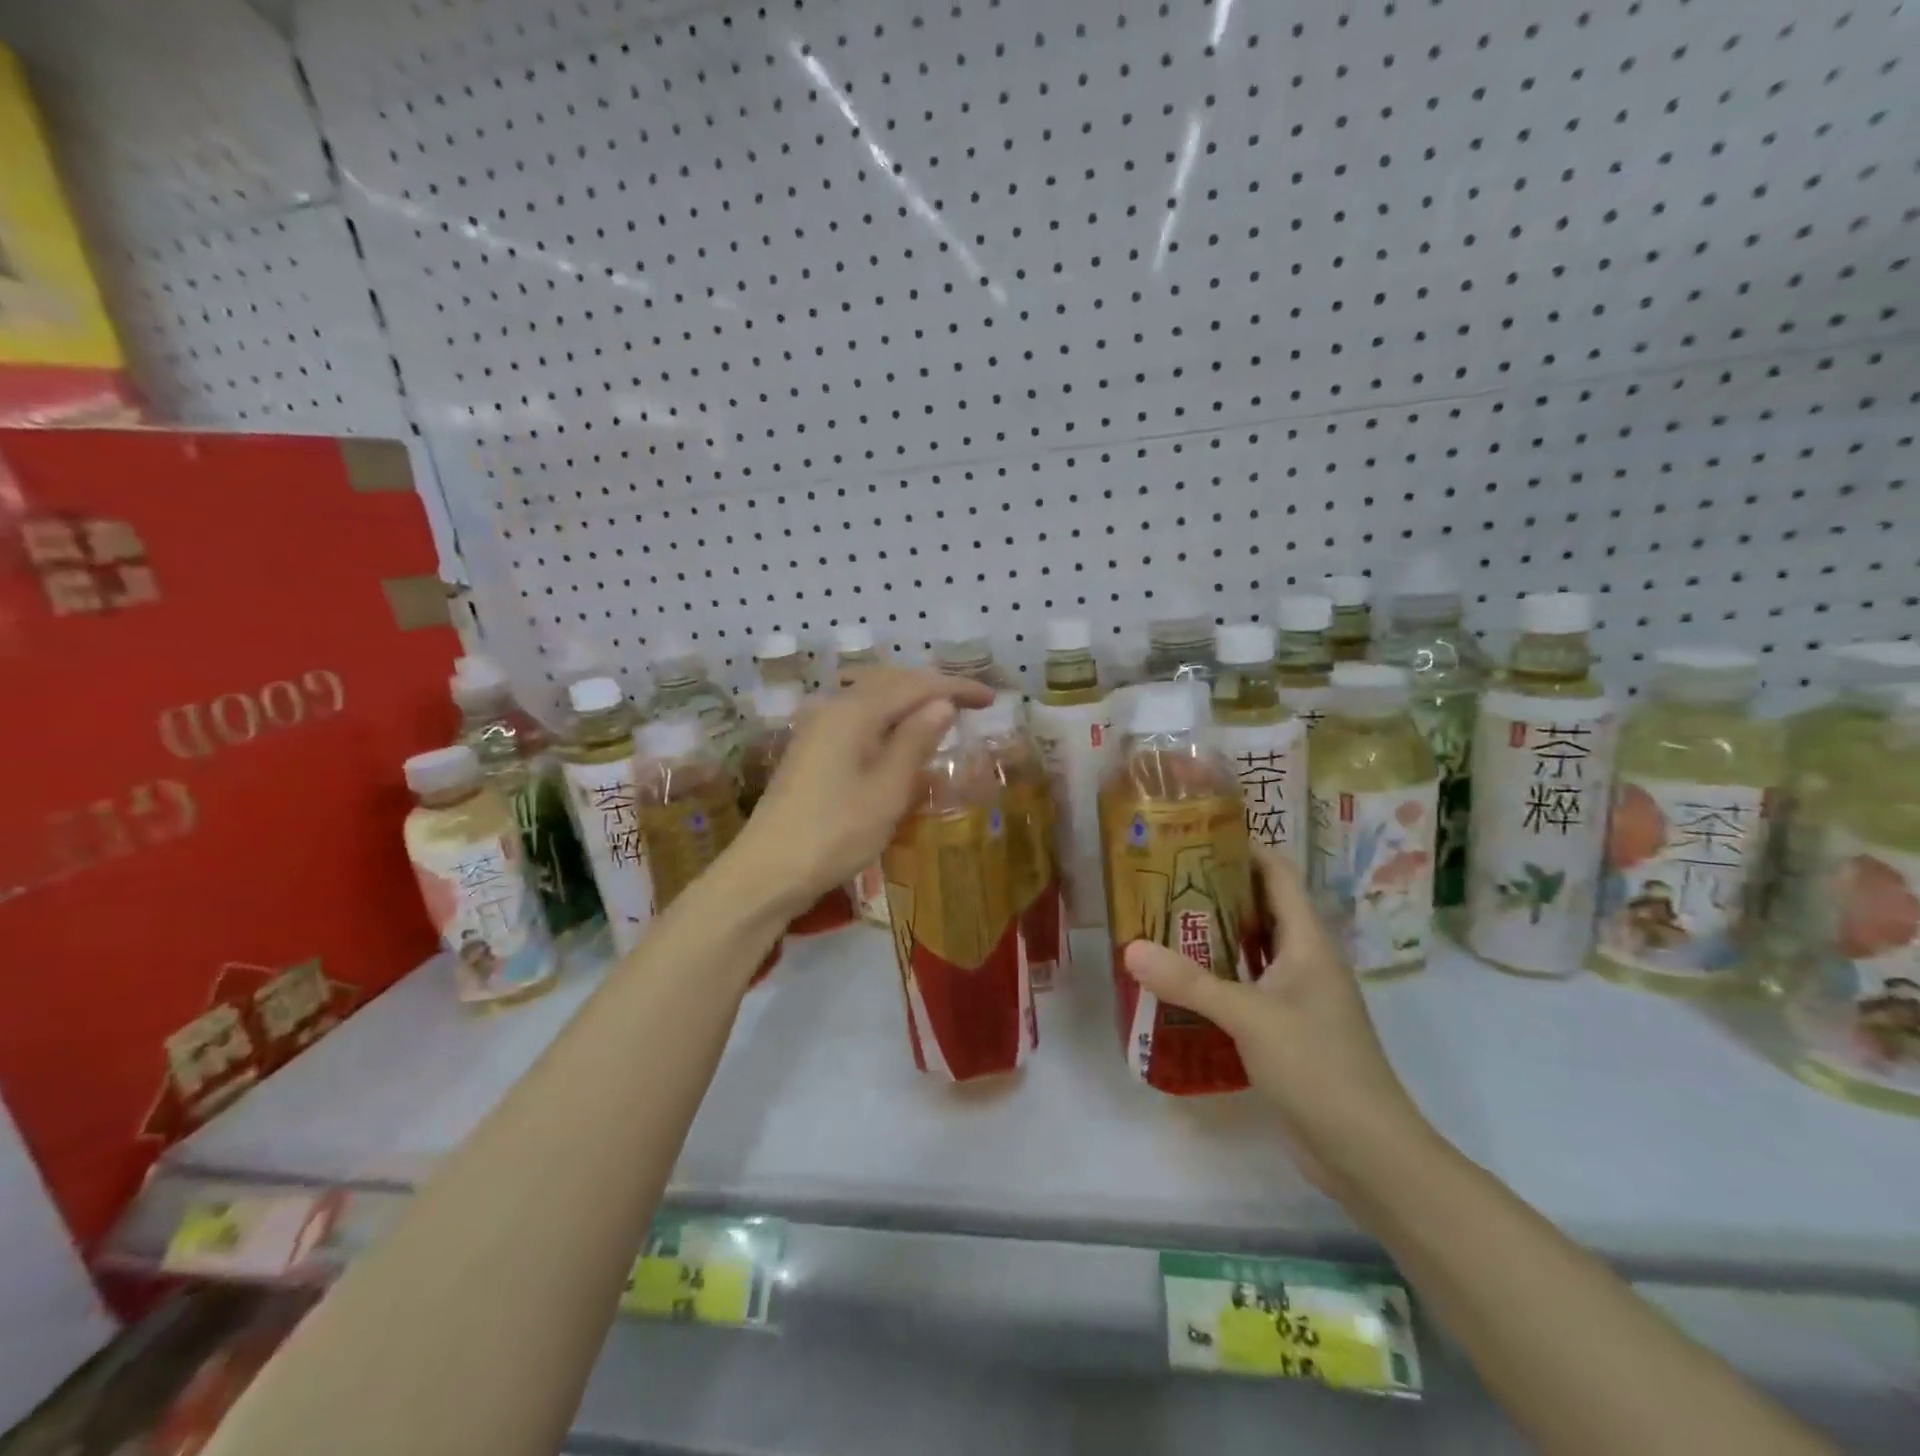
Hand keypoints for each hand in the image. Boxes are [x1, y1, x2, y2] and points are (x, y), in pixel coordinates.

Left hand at [729, 667, 993, 916]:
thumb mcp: (887, 790)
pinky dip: (887, 719)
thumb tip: (942, 704)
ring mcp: (817, 728)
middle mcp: (833, 707)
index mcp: (854, 712)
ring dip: (908, 700)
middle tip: (969, 703)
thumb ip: (915, 741)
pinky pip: (858, 718)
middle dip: (932, 687)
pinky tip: (899, 739)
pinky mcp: (811, 749)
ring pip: (872, 699)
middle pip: (890, 682)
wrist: (767, 871)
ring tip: (940, 715)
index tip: (990, 699)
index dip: (955, 688)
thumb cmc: (835, 833)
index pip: (915, 685)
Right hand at [1121, 848, 1429, 1198]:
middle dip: (1216, 890)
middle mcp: (1304, 962)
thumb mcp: (1248, 1016)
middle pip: (1261, 908)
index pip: (1278, 875)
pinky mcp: (1286, 1031)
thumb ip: (1189, 982)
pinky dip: (1216, 977)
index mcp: (1308, 942)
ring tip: (1161, 921)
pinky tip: (1180, 982)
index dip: (1244, 848)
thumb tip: (1130, 948)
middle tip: (1163, 879)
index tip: (1195, 835)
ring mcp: (1297, 999)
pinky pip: (1246, 988)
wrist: (1367, 1152)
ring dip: (1214, 936)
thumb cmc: (1317, 1066)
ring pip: (1252, 950)